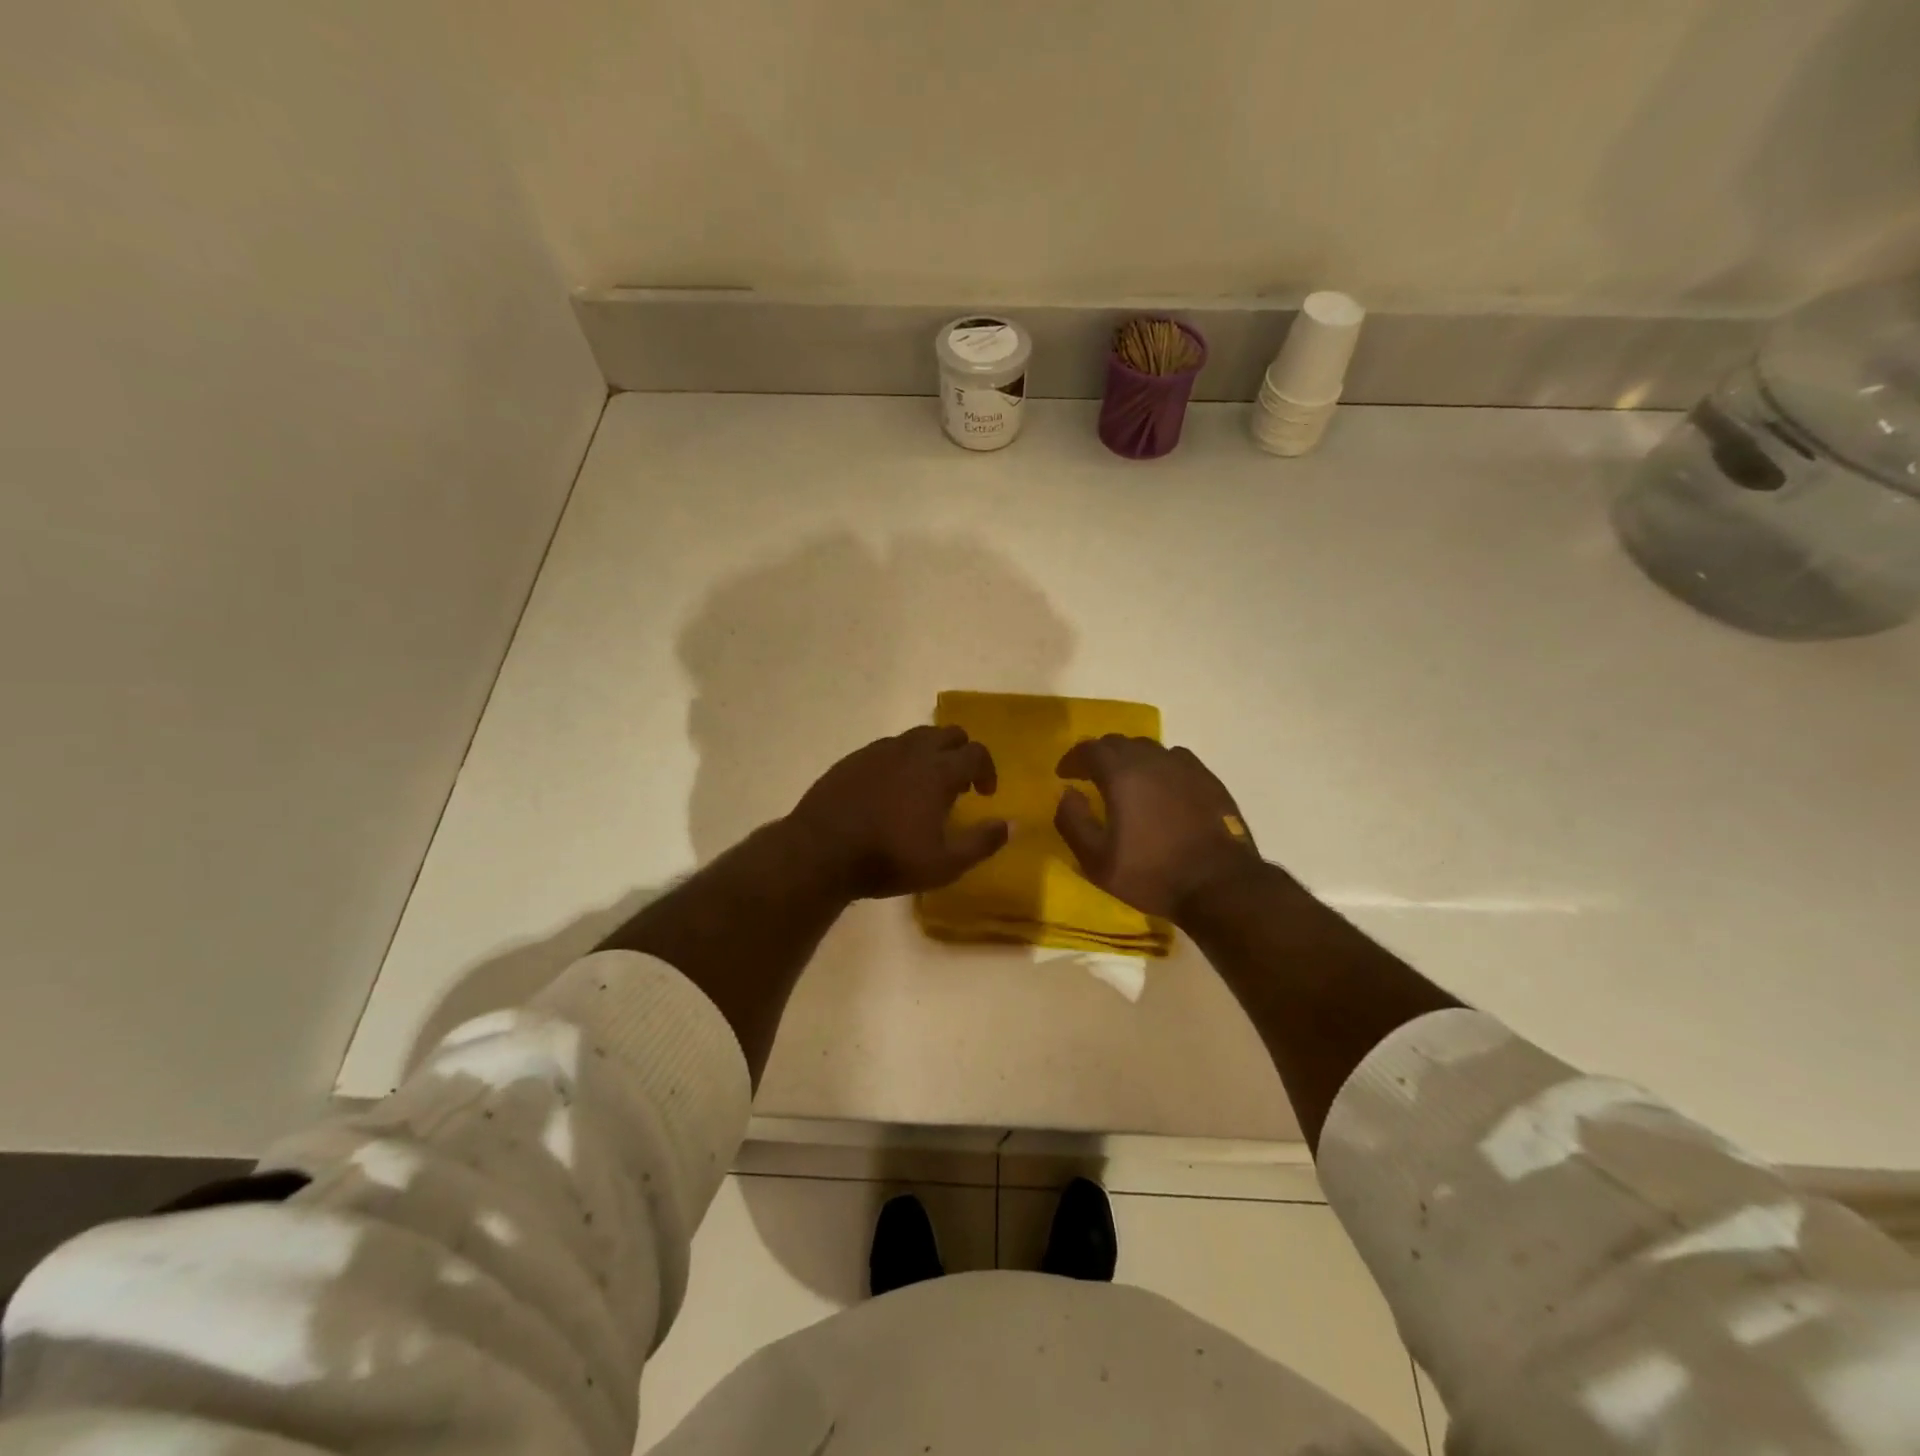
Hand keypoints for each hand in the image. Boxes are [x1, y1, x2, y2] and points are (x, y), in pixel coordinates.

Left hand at [788, 726, 1008, 898]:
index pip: (976, 753)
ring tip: (925, 786)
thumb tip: (1011, 824)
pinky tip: (891, 790)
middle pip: (948, 734)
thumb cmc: (888, 859)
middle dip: (962, 754)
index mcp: (938, 771)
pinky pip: (888, 748)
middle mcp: (911, 751)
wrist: (820, 851)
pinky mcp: (853, 759)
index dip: (987, 770)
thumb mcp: (944, 864)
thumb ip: (981, 842)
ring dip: (931, 754)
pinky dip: (901, 760)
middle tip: (960, 785)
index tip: (985, 794)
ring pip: (916, 737)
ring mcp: (879, 751)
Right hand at [1054, 736, 1260, 922]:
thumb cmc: (1152, 874)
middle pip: (1118, 743)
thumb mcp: (1097, 860)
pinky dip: (1159, 767)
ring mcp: (1185, 767)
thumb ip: (1073, 822)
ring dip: (1130, 759)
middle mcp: (1153, 760)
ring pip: (1148, 748)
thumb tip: (1067, 793)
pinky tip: (1160, 787)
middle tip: (1089, 776)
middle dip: (1099, 756)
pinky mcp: (1208, 779)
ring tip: (1125, 782)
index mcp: (1122, 774)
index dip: (1073, 759)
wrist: (1219, 885)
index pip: (1090, 748)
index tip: (1064, 775)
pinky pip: (1176, 760)